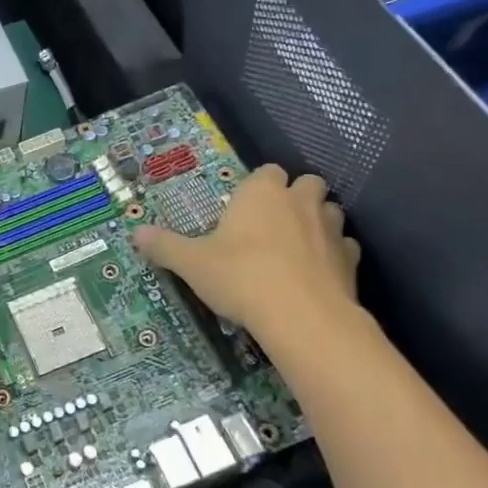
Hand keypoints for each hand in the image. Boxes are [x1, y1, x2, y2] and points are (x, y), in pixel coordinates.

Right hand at [132, 165, 359, 341]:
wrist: (301, 317)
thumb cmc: (240, 277)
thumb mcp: (191, 263)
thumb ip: (165, 246)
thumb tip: (136, 233)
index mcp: (262, 193)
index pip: (267, 171)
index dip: (258, 186)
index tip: (243, 207)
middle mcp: (300, 202)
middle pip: (307, 183)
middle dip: (295, 196)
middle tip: (271, 223)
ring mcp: (331, 230)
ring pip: (331, 212)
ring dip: (317, 222)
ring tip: (296, 247)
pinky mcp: (351, 261)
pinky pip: (344, 248)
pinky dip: (333, 255)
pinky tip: (316, 273)